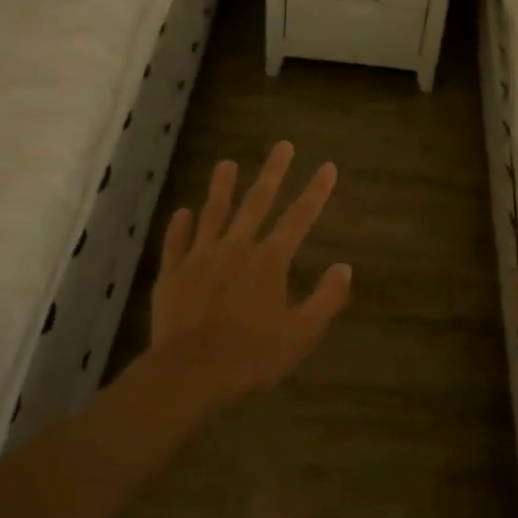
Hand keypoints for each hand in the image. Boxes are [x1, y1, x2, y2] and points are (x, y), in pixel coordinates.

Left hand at [148, 141, 352, 405]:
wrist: (190, 372)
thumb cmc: (252, 355)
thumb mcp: (302, 333)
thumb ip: (326, 298)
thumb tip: (344, 268)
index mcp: (270, 261)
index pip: (300, 218)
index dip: (316, 191)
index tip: (328, 167)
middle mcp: (237, 248)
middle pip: (258, 203)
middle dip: (273, 173)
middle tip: (282, 145)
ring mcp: (201, 257)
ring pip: (214, 213)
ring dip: (222, 187)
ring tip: (226, 163)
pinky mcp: (173, 273)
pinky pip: (176, 242)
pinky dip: (180, 226)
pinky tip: (182, 211)